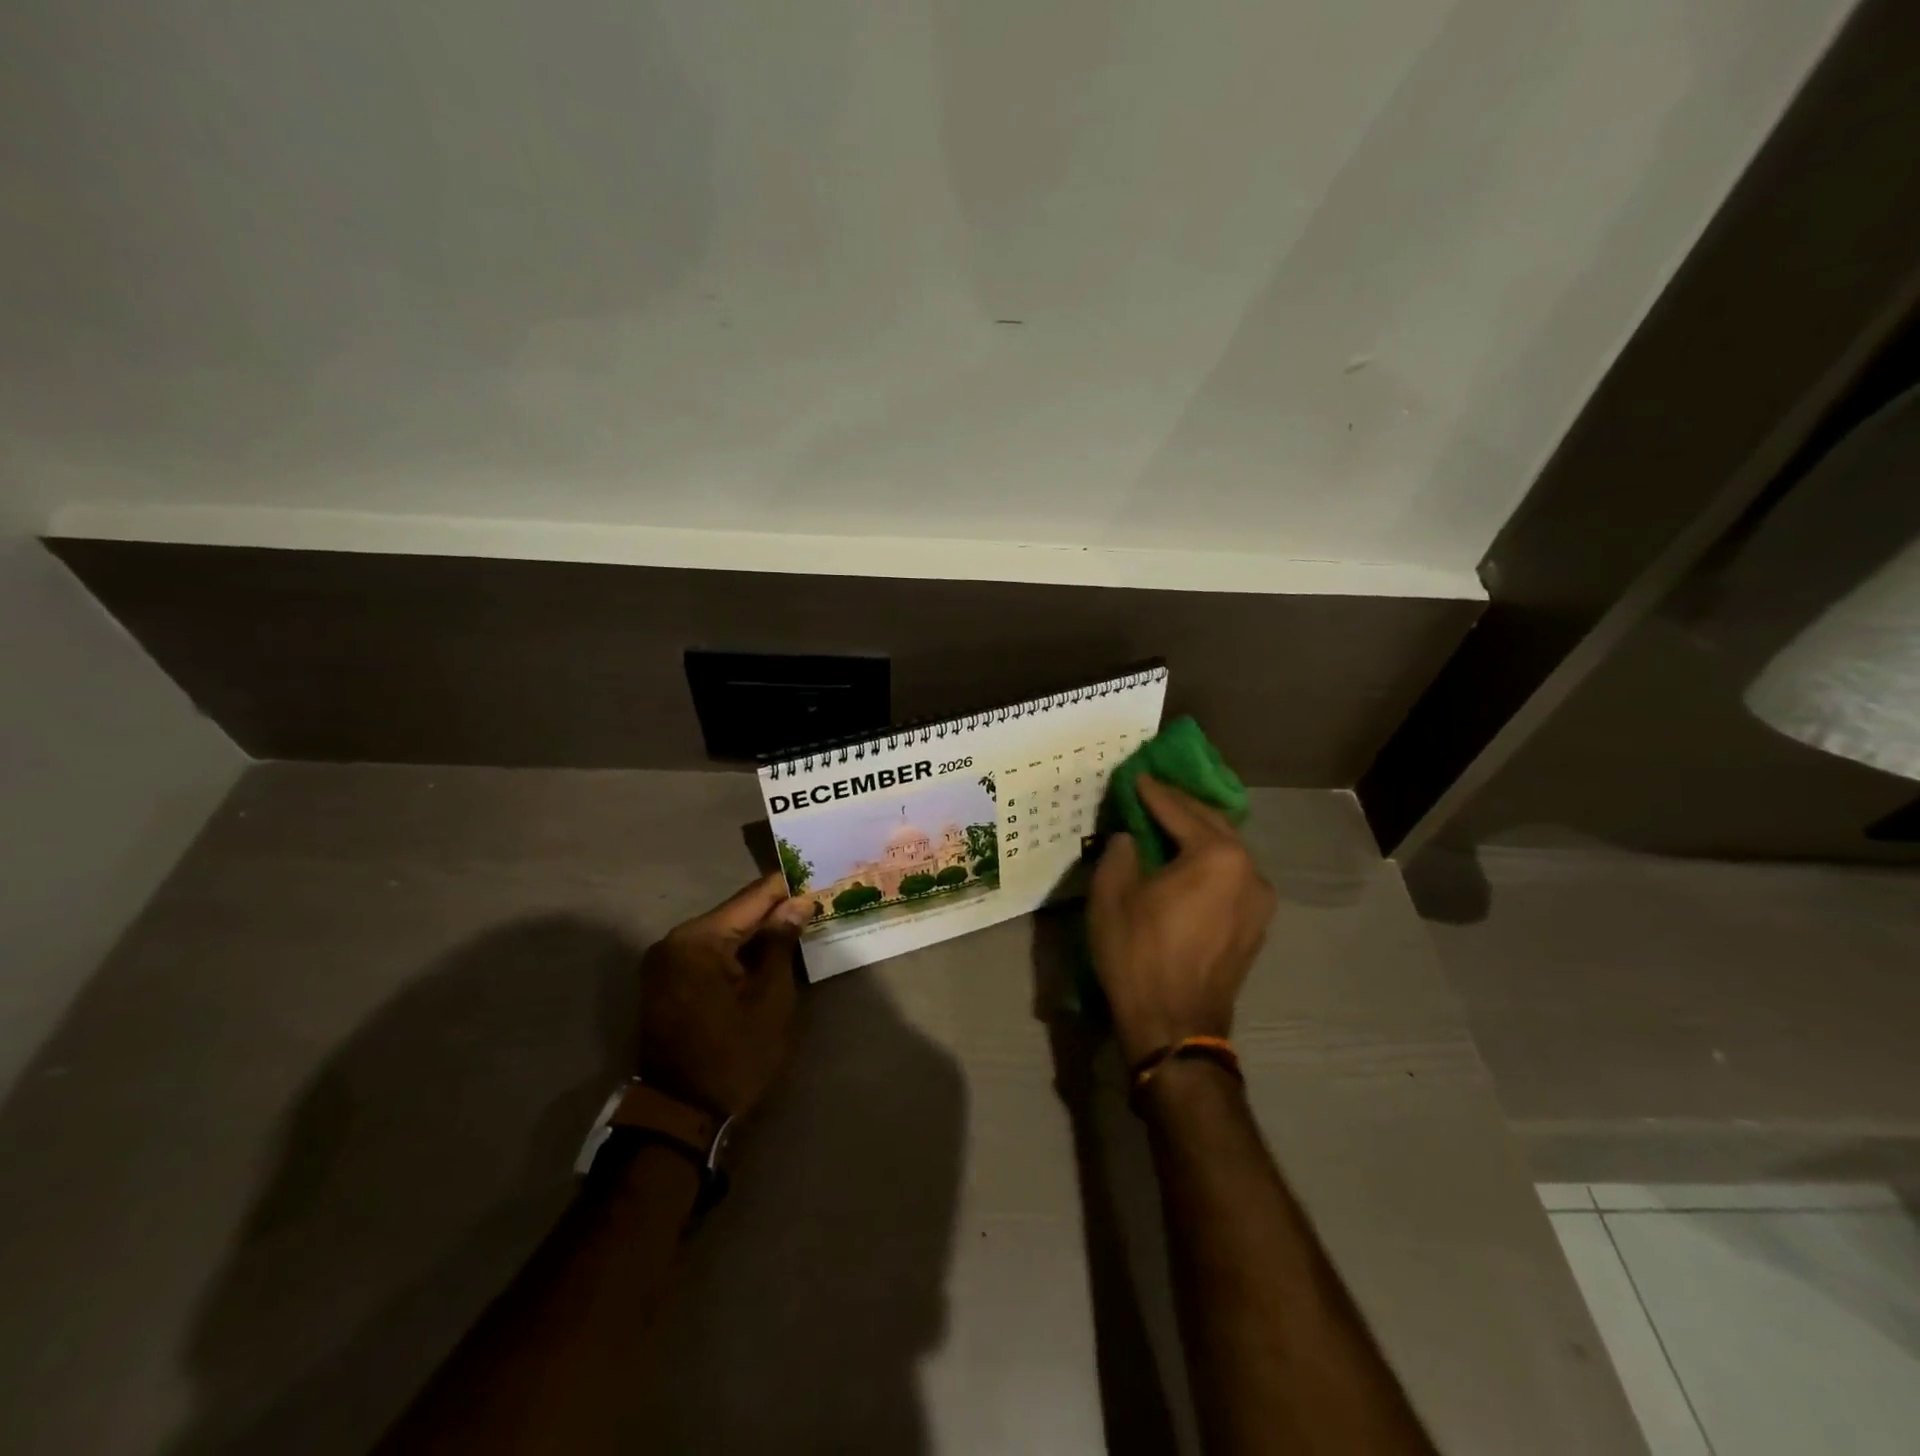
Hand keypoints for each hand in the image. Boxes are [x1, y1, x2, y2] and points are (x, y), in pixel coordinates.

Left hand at [638, 874, 813, 1117]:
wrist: (681, 1116)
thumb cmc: (734, 1056)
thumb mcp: (770, 999)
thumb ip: (781, 943)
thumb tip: (798, 903)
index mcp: (698, 939)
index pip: (753, 897)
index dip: (789, 888)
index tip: (821, 879)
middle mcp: (675, 940)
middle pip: (737, 913)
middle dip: (775, 911)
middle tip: (816, 905)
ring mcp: (666, 961)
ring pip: (724, 932)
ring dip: (758, 933)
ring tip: (799, 927)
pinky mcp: (667, 981)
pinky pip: (710, 952)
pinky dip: (739, 952)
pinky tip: (768, 954)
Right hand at [1087, 776, 1276, 1066]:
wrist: (1175, 1027)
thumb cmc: (1139, 955)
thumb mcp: (1112, 895)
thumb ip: (1121, 852)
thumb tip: (1131, 839)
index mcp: (1217, 856)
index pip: (1180, 811)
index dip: (1153, 792)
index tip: (1136, 776)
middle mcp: (1249, 870)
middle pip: (1213, 824)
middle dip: (1182, 806)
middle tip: (1153, 792)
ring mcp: (1260, 900)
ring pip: (1228, 851)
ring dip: (1199, 833)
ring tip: (1170, 823)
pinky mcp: (1256, 924)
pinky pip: (1232, 876)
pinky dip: (1210, 861)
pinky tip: (1188, 861)